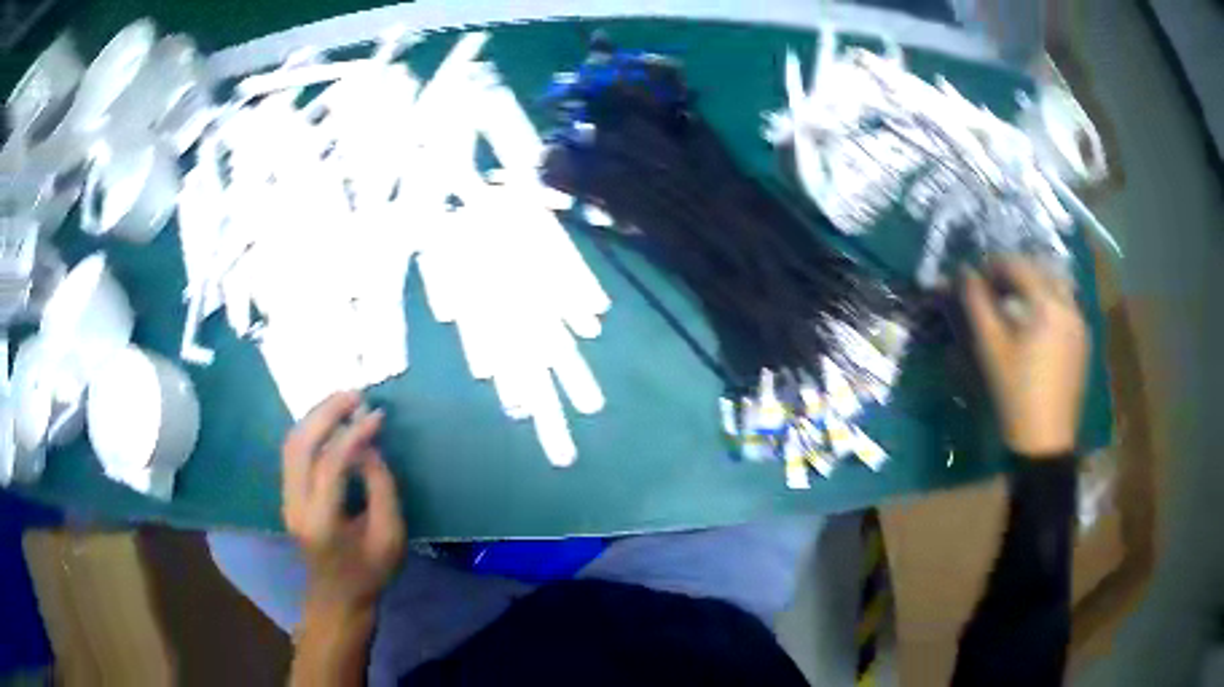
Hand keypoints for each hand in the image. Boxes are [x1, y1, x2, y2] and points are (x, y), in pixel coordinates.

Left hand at [282, 392, 405, 618]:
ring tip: (343, 401)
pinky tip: (330, 421)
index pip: (330, 465)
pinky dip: (311, 429)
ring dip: (316, 416)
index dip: (354, 436)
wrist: (337, 597)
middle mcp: (296, 506)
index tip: (376, 416)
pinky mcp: (287, 494)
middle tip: (354, 394)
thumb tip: (368, 446)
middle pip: (300, 445)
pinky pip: (293, 451)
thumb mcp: (390, 536)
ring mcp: (286, 499)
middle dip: (326, 413)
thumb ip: (381, 488)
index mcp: (322, 523)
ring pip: (291, 443)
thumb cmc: (369, 572)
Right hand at [963, 259, 1087, 456]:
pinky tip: (1035, 327)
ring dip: (1034, 287)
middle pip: (1040, 270)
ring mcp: (1079, 324)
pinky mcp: (1082, 343)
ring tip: (1015, 306)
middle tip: (995, 289)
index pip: (1017, 265)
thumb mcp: (991, 348)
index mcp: (1047, 302)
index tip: (975, 279)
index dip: (992, 266)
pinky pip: (1065, 307)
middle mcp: (1069, 305)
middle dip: (1015, 272)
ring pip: (1056, 287)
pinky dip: (1048, 304)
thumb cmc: (1015, 393)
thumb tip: (964, 272)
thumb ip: (976, 304)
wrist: (1045, 441)